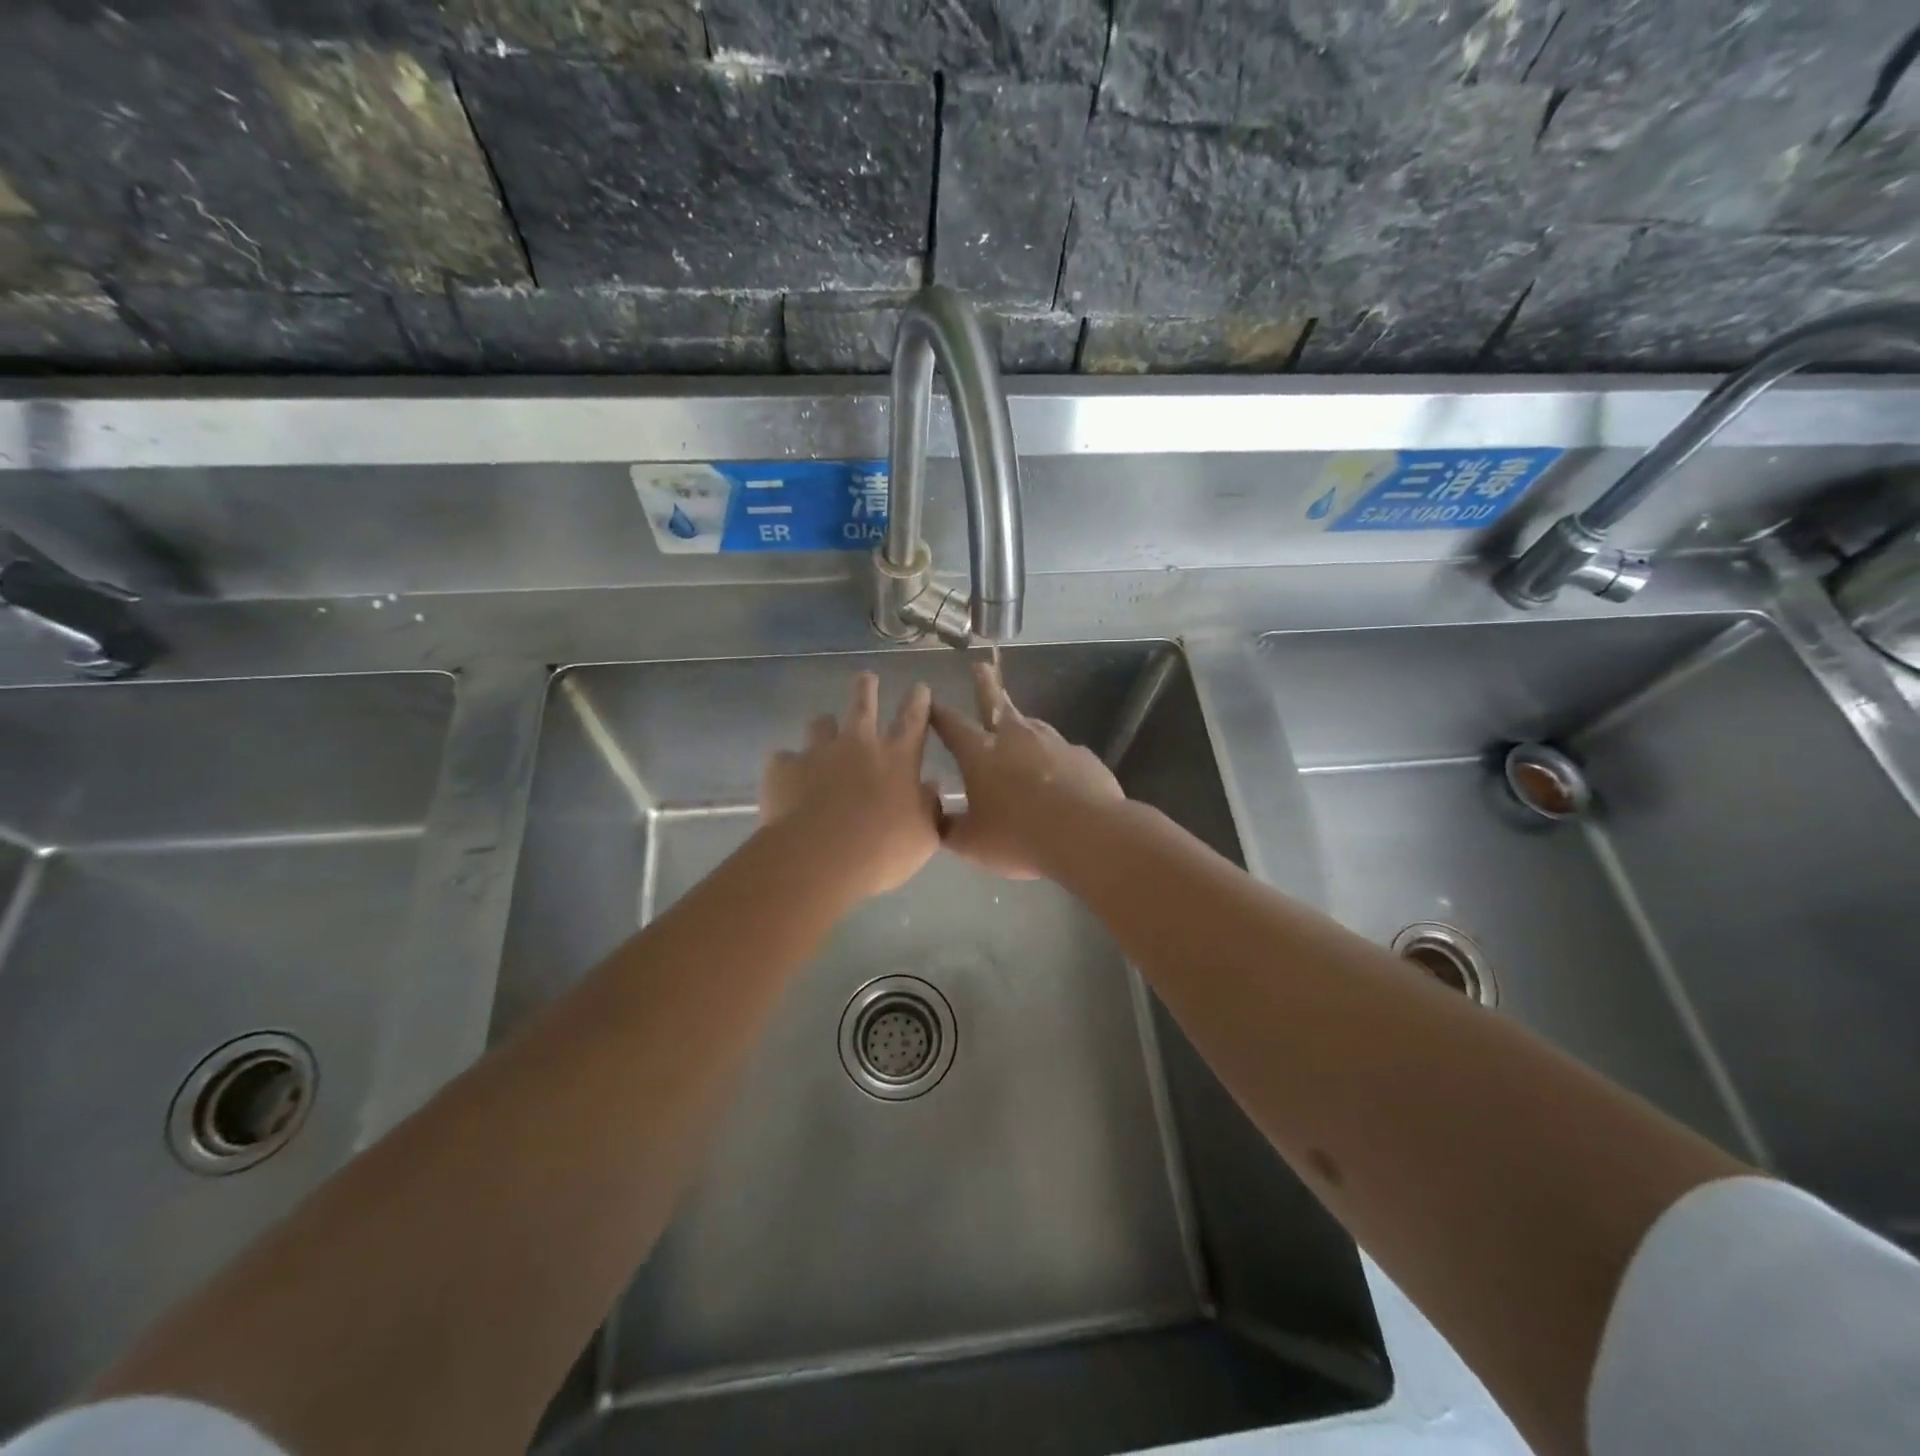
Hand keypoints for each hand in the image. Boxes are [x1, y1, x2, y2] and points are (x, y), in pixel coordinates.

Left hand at [760, 672, 940, 900]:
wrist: (819, 858)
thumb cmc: (881, 851)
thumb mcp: (923, 837)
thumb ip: (930, 809)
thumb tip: (930, 788)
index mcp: (898, 758)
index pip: (913, 720)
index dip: (918, 701)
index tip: (919, 687)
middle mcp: (858, 745)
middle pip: (863, 704)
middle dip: (866, 688)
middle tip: (867, 678)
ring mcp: (818, 752)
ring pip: (820, 724)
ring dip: (824, 726)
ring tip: (823, 731)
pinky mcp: (784, 767)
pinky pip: (784, 758)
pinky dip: (788, 766)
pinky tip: (787, 778)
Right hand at [929, 662, 1123, 879]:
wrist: (1086, 834)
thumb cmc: (1019, 837)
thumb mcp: (972, 843)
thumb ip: (950, 829)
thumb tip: (938, 821)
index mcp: (980, 754)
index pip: (952, 725)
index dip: (938, 713)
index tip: (930, 700)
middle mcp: (1015, 738)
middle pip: (995, 702)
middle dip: (985, 683)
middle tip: (981, 665)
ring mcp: (1052, 742)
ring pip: (1031, 724)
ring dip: (1021, 722)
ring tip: (1018, 727)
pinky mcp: (1081, 756)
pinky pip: (1061, 752)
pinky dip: (1053, 758)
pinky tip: (1057, 774)